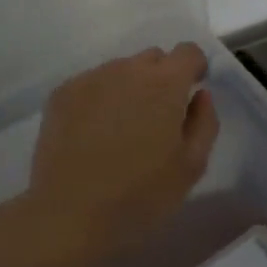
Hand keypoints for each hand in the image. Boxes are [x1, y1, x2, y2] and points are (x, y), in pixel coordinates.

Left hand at [17, 43, 220, 265]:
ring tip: (122, 129)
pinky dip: (100, 98)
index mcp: (164, 83)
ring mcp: (90, 78)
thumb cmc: (140, 195)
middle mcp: (127, 69)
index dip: (195, 68)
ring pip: (120, 70)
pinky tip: (94, 133)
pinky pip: (92, 84)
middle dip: (162, 78)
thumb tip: (200, 95)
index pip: (188, 51)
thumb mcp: (191, 166)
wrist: (69, 215)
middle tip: (157, 118)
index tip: (191, 92)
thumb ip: (204, 122)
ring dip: (129, 88)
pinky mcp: (61, 93)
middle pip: (153, 58)